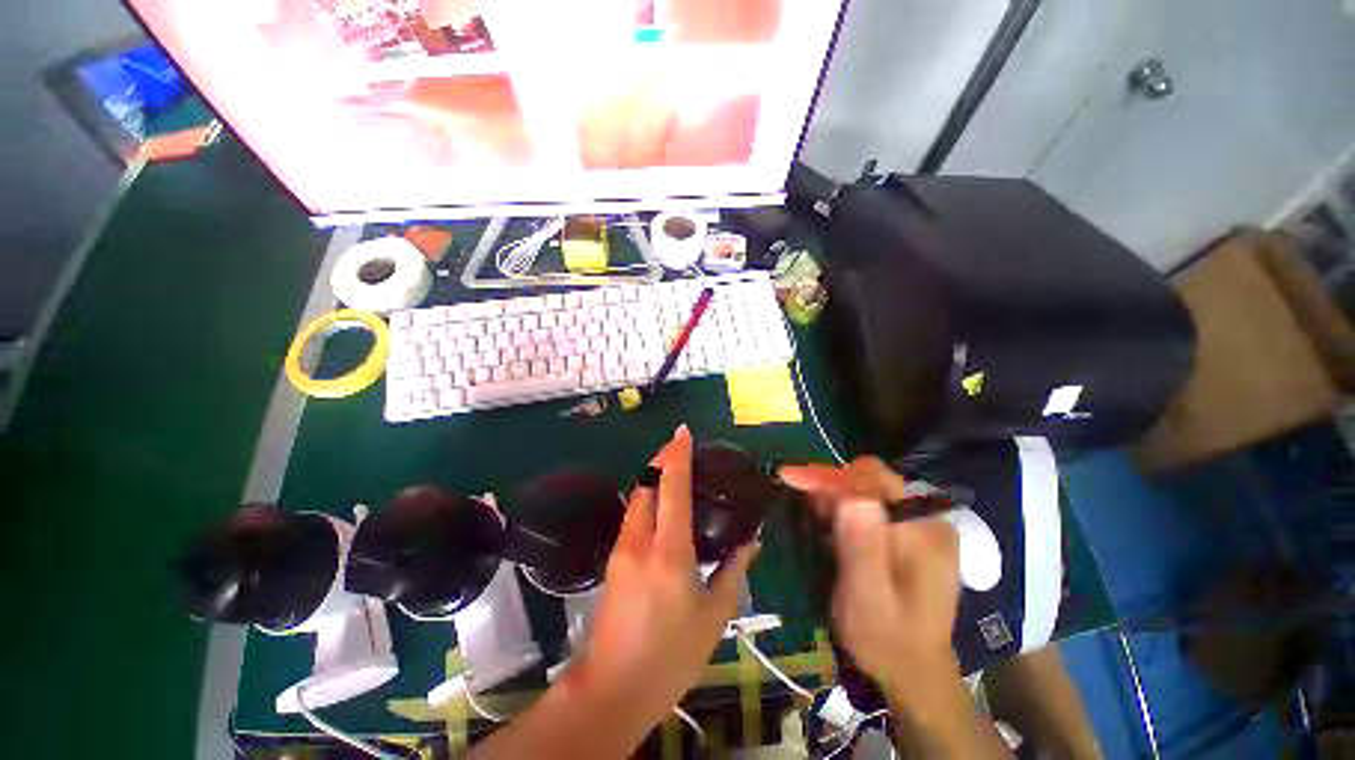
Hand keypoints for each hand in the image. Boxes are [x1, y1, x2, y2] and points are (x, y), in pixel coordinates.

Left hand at [569, 425, 759, 716]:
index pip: (672, 489)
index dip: (676, 456)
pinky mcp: (613, 558)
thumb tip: (752, 543)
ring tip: (673, 467)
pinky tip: (661, 501)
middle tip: (680, 446)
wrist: (612, 688)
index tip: (682, 432)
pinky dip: (647, 496)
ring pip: (636, 497)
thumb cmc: (671, 656)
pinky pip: (632, 513)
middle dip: (661, 458)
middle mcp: (640, 541)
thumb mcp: (714, 617)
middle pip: (646, 484)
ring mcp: (621, 548)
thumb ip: (734, 572)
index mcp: (669, 553)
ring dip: (653, 475)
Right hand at [779, 458, 960, 702]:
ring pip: (868, 488)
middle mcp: (927, 519)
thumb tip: (852, 497)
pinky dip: (844, 505)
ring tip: (811, 511)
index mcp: (921, 533)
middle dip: (829, 482)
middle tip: (796, 494)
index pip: (871, 479)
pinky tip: (828, 521)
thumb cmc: (886, 641)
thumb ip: (862, 547)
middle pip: (870, 479)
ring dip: (834, 493)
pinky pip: (871, 503)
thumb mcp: (867, 600)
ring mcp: (921, 525)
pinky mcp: (910, 533)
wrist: (915, 673)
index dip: (829, 475)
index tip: (790, 477)